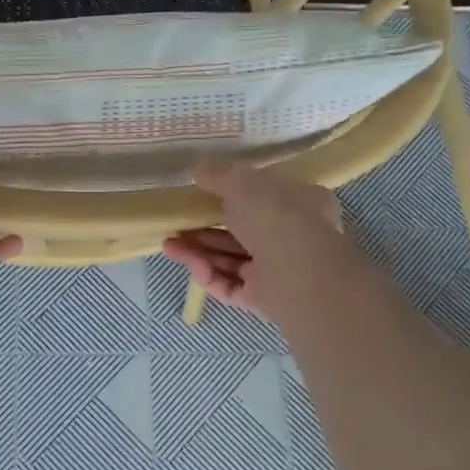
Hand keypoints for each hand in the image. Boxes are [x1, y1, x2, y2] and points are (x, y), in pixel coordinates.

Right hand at [162, 163, 340, 317]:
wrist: (299, 273)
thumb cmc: (276, 215)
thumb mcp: (242, 181)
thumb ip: (219, 175)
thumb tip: (200, 170)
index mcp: (301, 203)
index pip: (267, 198)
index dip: (233, 196)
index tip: (203, 194)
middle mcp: (293, 237)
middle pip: (241, 231)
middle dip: (204, 228)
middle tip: (176, 224)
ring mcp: (279, 271)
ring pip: (232, 260)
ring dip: (199, 251)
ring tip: (168, 244)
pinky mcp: (264, 299)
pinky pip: (231, 285)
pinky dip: (209, 275)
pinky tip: (189, 264)